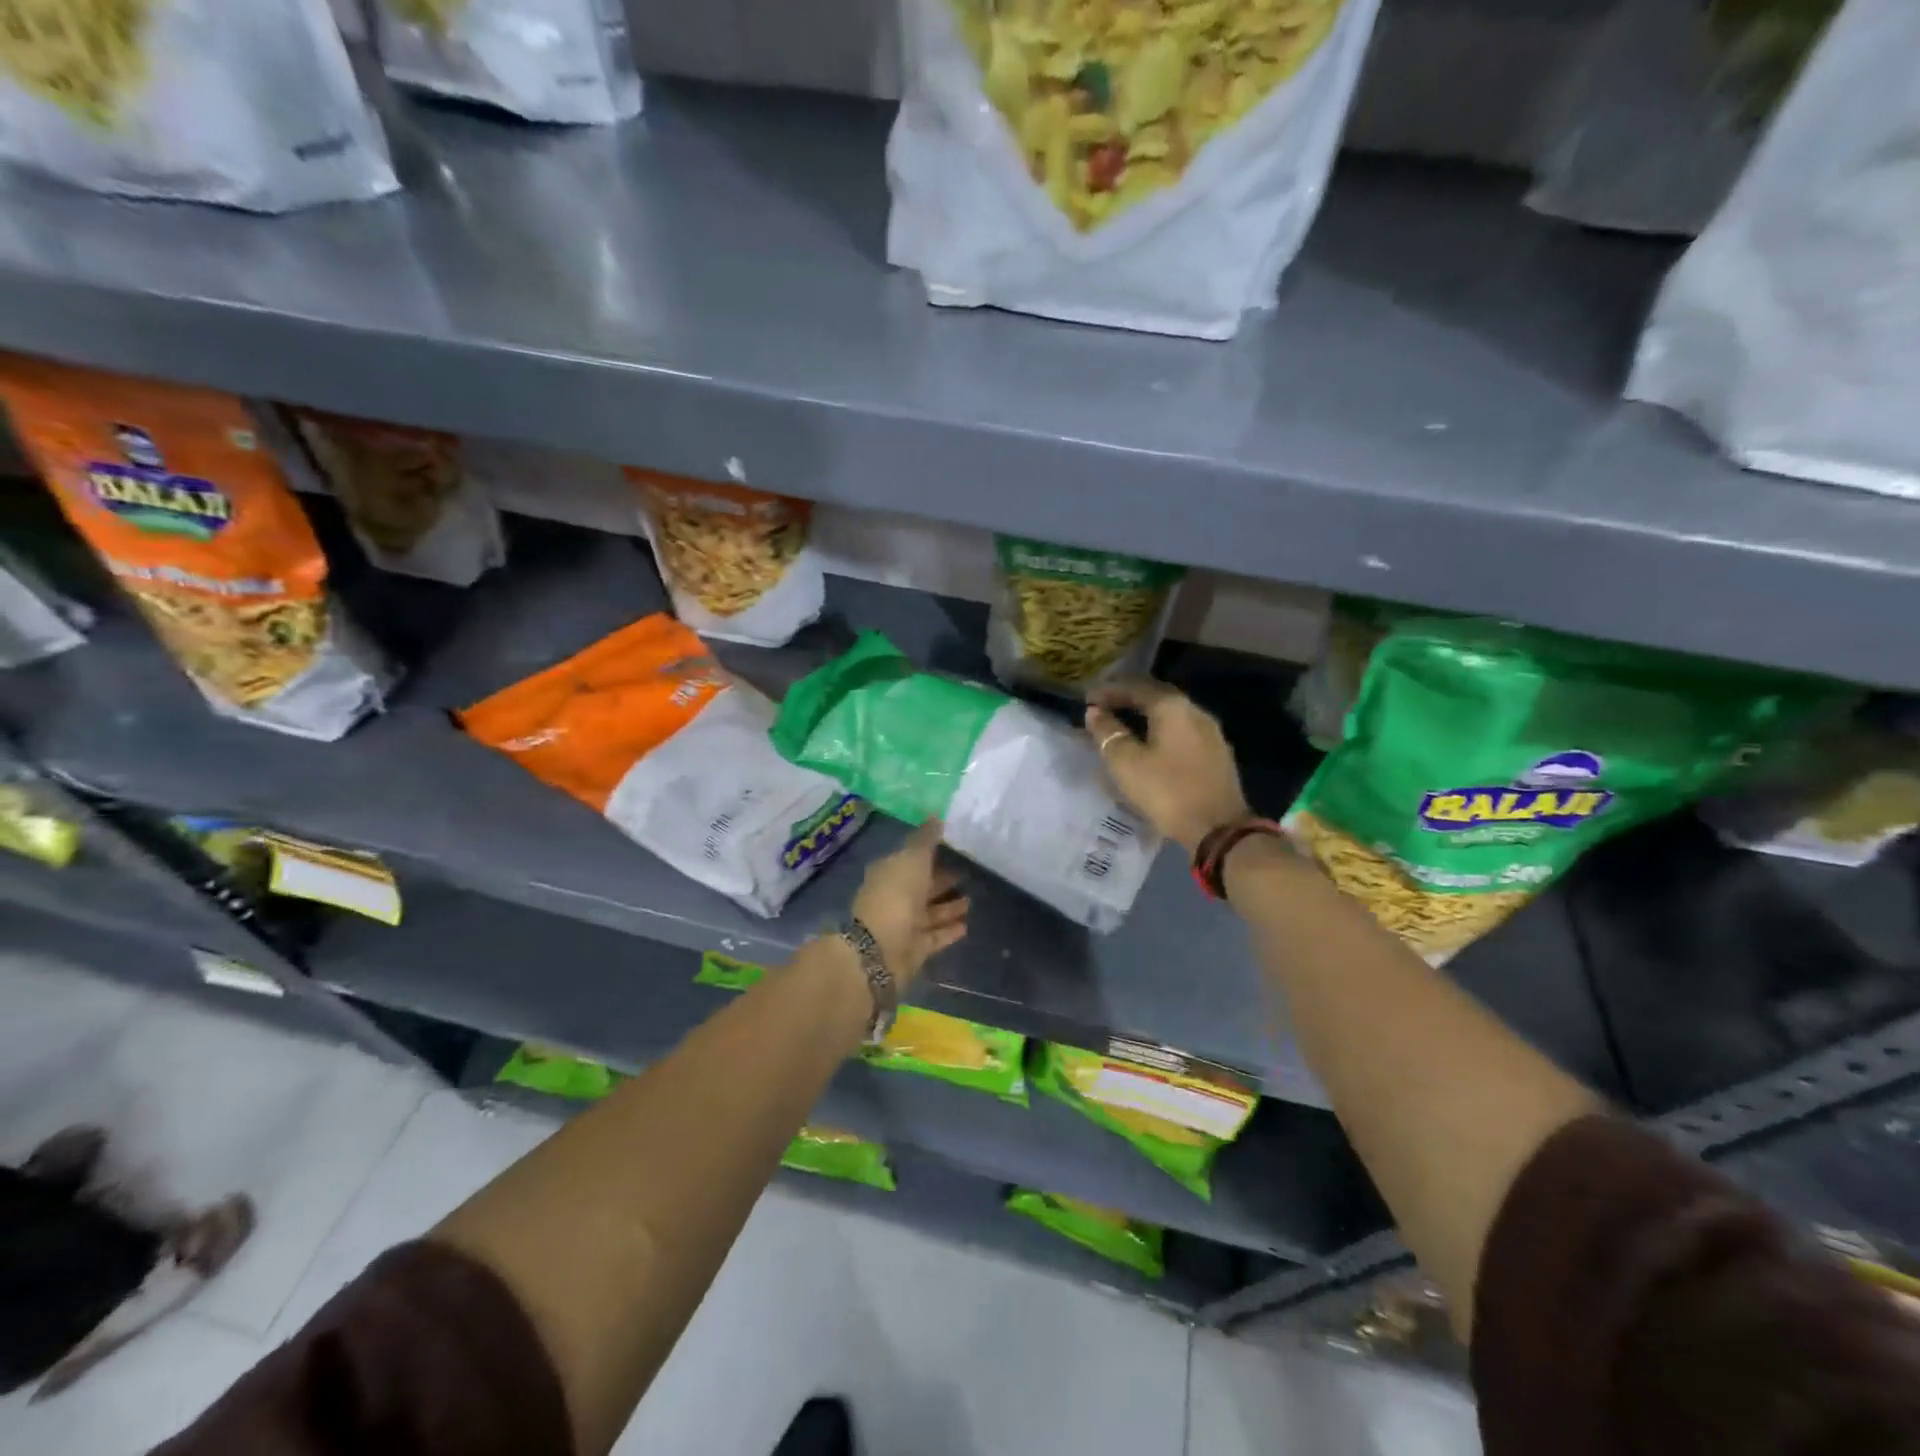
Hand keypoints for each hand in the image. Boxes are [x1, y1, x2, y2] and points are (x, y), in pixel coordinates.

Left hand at [849, 820, 968, 986]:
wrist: (880, 949)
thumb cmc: (896, 895)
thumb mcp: (913, 859)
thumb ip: (926, 839)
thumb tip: (937, 815)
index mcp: (889, 872)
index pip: (911, 859)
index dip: (930, 854)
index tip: (953, 848)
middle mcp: (894, 897)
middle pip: (921, 886)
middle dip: (942, 880)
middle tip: (967, 874)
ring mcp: (903, 924)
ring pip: (930, 912)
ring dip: (949, 907)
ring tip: (971, 900)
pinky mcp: (914, 948)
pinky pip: (935, 936)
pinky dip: (949, 930)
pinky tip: (967, 925)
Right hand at [1086, 677, 1249, 852]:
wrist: (1218, 829)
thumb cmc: (1167, 791)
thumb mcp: (1126, 763)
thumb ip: (1107, 733)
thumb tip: (1095, 712)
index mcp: (1173, 707)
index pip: (1136, 687)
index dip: (1109, 690)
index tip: (1087, 698)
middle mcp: (1195, 712)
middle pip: (1156, 696)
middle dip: (1128, 699)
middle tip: (1104, 706)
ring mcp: (1210, 733)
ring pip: (1171, 715)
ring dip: (1145, 716)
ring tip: (1122, 725)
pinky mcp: (1216, 754)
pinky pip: (1182, 732)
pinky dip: (1160, 731)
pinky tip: (1149, 744)